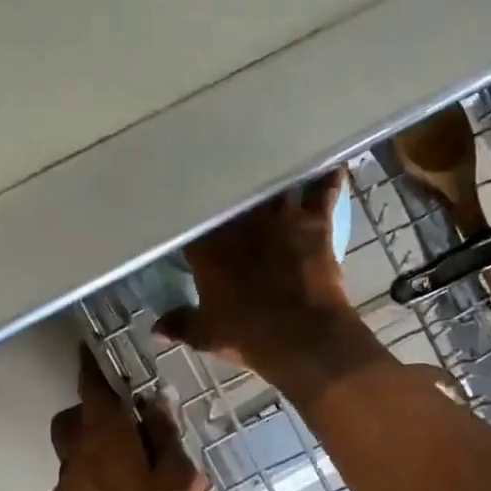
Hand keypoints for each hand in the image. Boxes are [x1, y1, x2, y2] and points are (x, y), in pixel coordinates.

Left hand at [47, 347, 205, 490]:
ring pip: (73, 456)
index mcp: (106, 440)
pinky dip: (93, 484)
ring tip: (129, 470)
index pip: (93, 390)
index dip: (92, 368)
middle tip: (122, 420)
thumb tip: (158, 400)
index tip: (91, 351)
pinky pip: (76, 488)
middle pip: (71, 421)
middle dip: (89, 412)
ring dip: (94, 451)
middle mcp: (77, 458)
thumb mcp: (178, 484)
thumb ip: (167, 439)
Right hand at [155, 170, 384, 395]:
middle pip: (234, 192)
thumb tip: (156, 329)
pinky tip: (334, 162)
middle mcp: (243, 222)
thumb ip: (181, 325)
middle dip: (231, 182)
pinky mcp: (315, 223)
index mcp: (209, 247)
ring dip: (278, 172)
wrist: (302, 337)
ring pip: (276, 182)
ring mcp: (280, 217)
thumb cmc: (249, 335)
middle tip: (229, 170)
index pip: (194, 220)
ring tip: (277, 153)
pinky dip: (330, 178)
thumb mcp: (208, 335)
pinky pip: (324, 193)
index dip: (192, 212)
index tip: (189, 207)